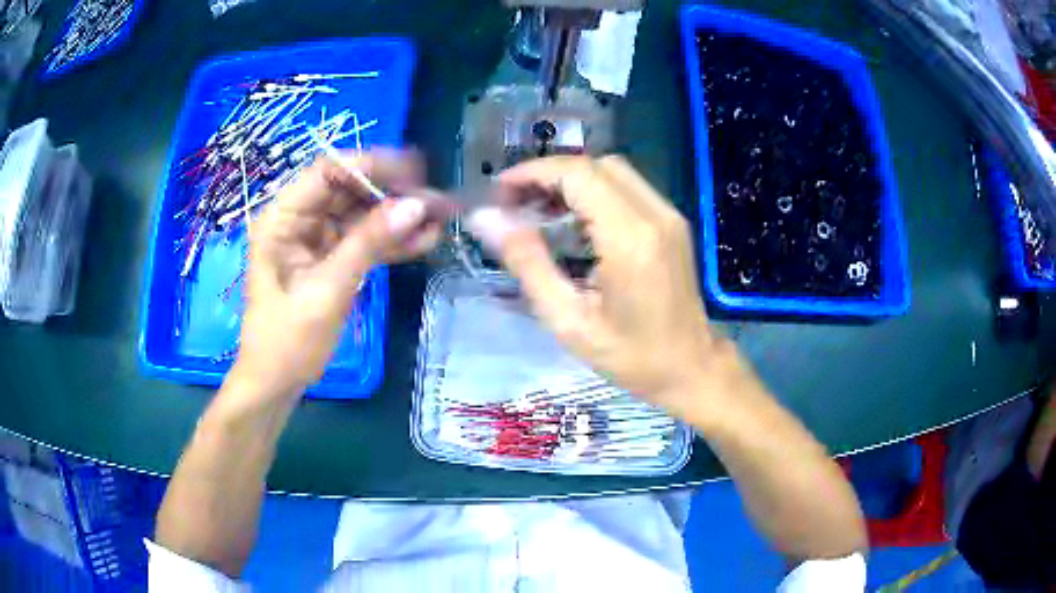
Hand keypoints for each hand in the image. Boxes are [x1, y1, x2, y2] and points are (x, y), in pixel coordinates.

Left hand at [231, 150, 443, 398]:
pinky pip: (364, 241)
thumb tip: (416, 206)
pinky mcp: (331, 259)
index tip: (417, 173)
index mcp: (282, 219)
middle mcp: (299, 220)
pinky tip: (424, 241)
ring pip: (362, 214)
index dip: (372, 166)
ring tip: (441, 221)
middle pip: (350, 190)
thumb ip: (369, 244)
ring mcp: (316, 240)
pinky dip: (392, 242)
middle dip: (393, 194)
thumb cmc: (287, 341)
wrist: (276, 384)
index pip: (328, 172)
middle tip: (438, 203)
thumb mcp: (327, 291)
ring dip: (399, 218)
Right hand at [466, 155, 723, 408]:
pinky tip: (572, 220)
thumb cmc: (632, 357)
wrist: (692, 369)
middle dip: (548, 175)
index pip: (578, 174)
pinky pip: (627, 188)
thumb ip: (528, 264)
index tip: (499, 192)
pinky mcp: (672, 222)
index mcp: (630, 239)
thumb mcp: (569, 321)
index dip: (533, 172)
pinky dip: (593, 191)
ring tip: (537, 211)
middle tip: (515, 203)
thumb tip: (486, 221)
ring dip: (570, 181)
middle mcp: (655, 215)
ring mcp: (669, 215)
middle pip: (595, 165)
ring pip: (612, 171)